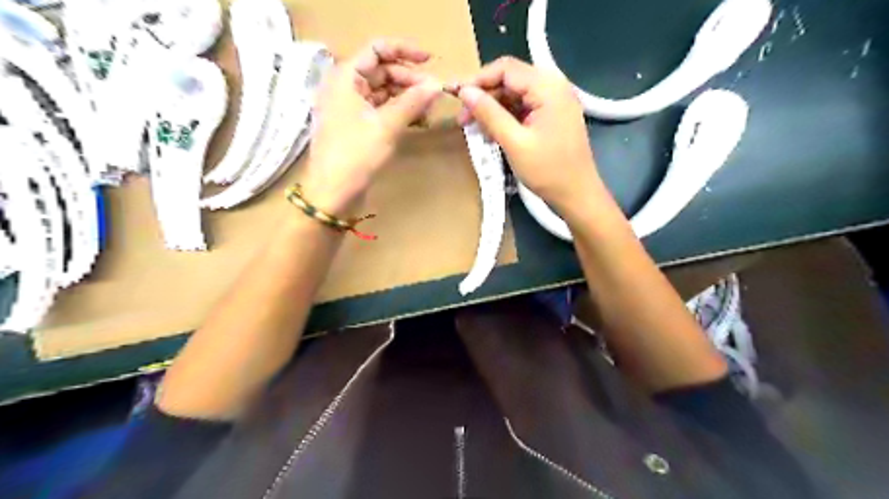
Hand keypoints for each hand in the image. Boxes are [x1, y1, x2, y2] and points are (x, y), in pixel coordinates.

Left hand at [302, 39, 440, 213]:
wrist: (333, 194)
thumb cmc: (355, 155)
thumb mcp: (386, 126)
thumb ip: (412, 102)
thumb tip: (437, 84)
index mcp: (345, 78)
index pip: (377, 50)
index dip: (404, 51)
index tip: (430, 61)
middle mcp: (346, 88)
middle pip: (381, 71)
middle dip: (409, 79)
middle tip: (434, 93)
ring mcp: (350, 109)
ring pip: (383, 91)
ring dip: (406, 96)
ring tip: (429, 107)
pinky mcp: (357, 127)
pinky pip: (380, 110)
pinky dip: (398, 112)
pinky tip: (416, 119)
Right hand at [459, 57, 603, 213]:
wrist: (578, 194)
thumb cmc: (548, 170)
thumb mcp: (514, 142)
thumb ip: (489, 114)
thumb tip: (464, 92)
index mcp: (548, 87)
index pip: (506, 68)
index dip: (478, 80)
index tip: (456, 98)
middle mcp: (553, 86)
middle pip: (510, 79)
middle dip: (484, 97)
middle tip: (463, 119)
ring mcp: (555, 101)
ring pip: (515, 94)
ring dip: (493, 109)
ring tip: (475, 129)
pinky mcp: (553, 115)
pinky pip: (524, 107)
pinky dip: (506, 117)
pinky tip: (493, 133)